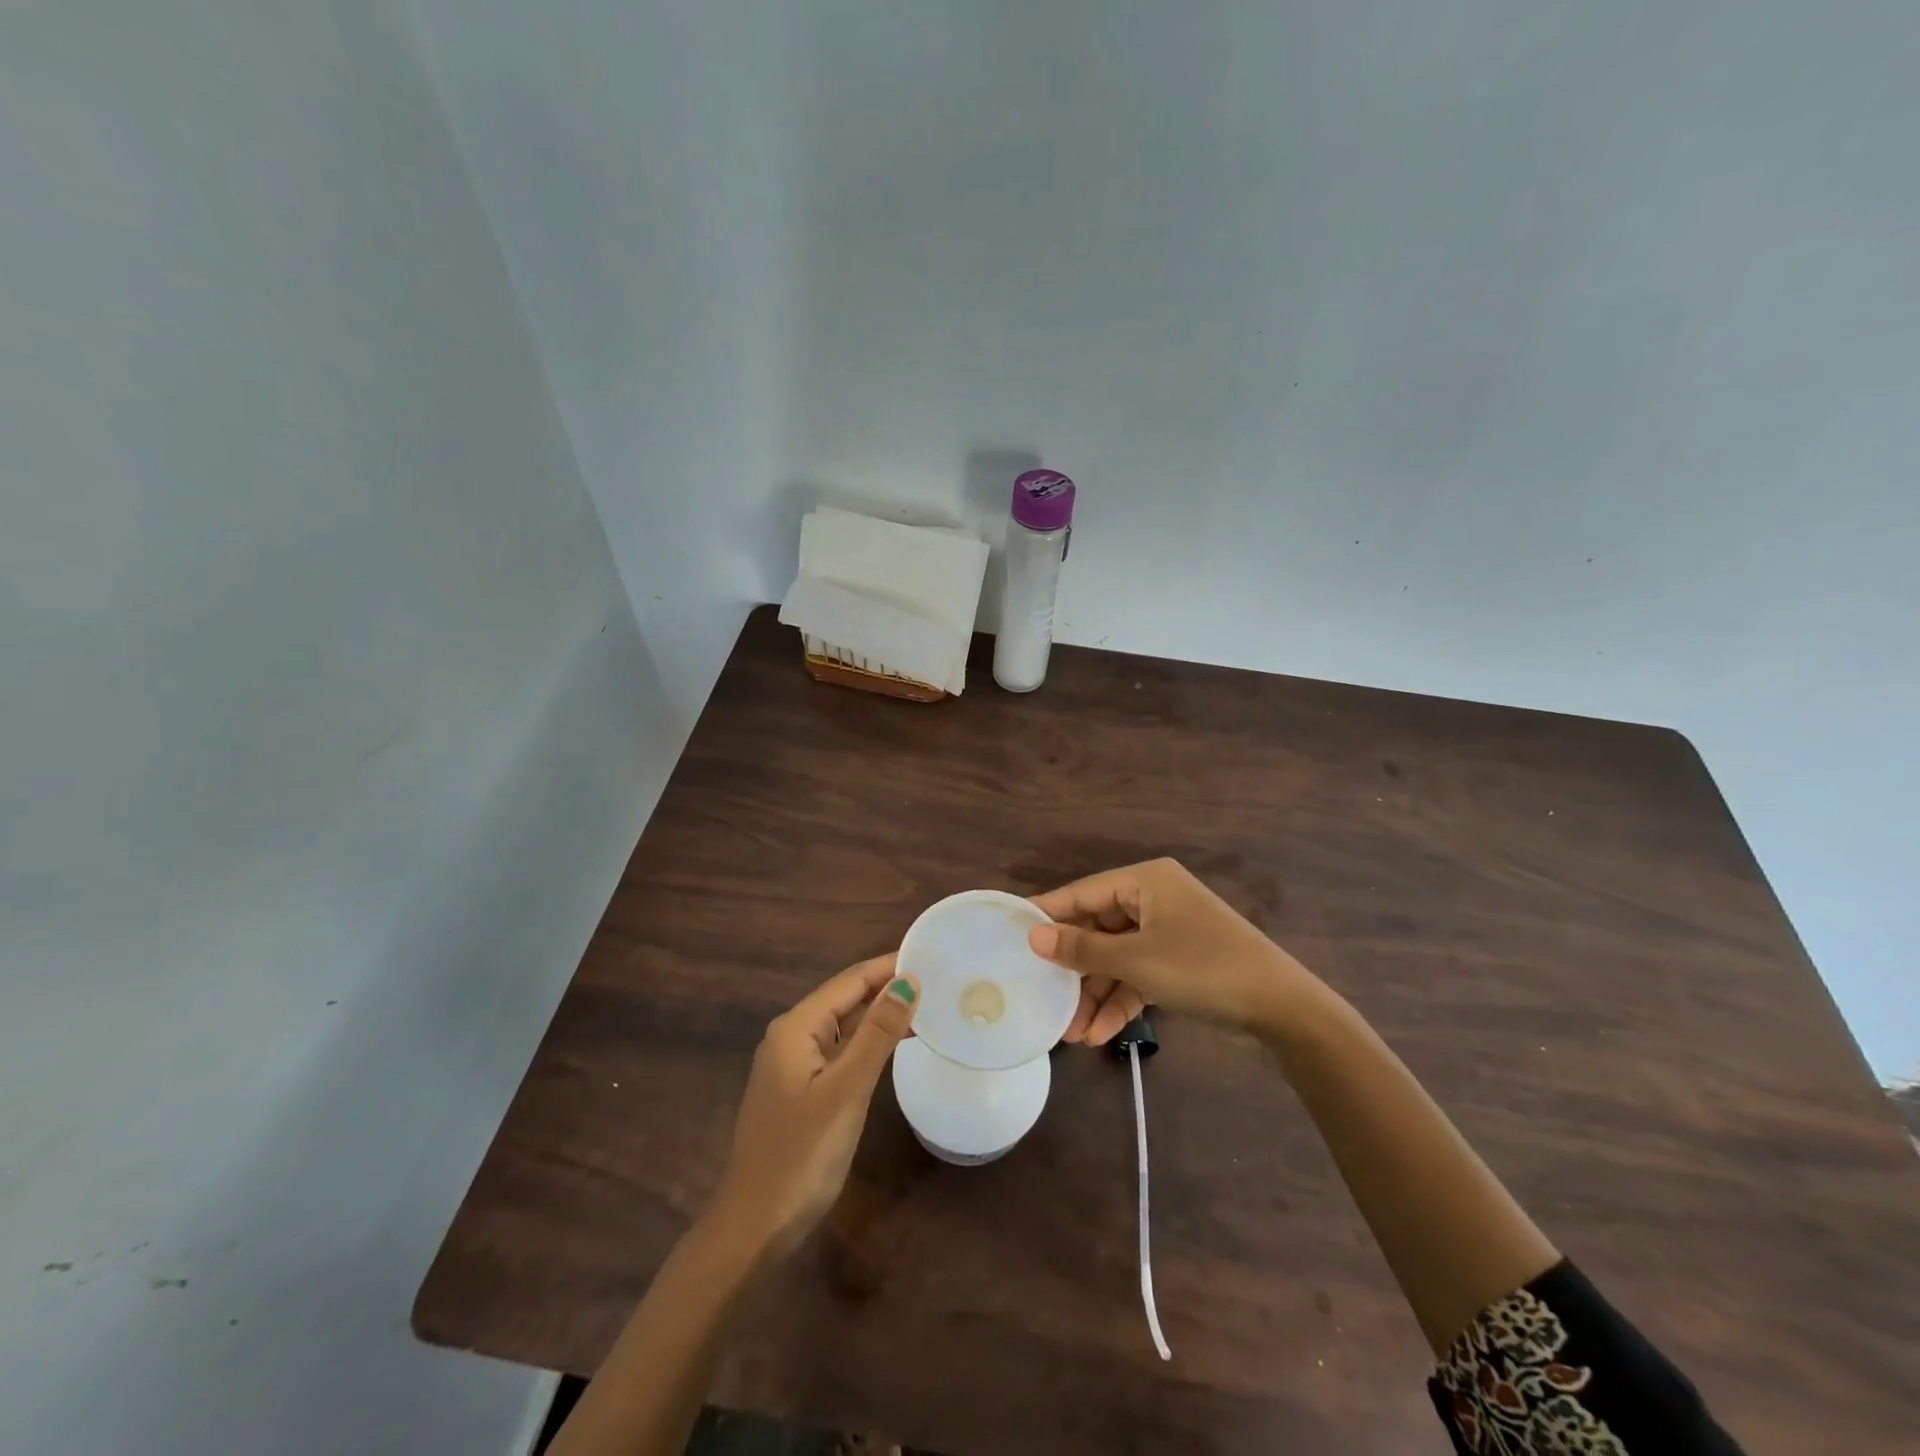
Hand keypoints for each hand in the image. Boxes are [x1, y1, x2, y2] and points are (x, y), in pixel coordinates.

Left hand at [708, 956, 918, 1255]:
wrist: (753, 1229)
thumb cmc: (801, 1155)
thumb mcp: (846, 1090)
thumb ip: (877, 1033)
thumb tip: (908, 981)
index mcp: (795, 1028)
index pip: (849, 981)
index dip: (889, 966)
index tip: (931, 956)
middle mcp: (791, 1037)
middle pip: (845, 999)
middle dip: (887, 987)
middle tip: (938, 979)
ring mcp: (794, 1066)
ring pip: (844, 1027)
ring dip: (880, 1015)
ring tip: (927, 1006)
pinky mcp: (801, 1091)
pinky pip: (840, 1052)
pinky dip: (868, 1044)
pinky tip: (895, 1046)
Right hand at [1028, 858, 1315, 1043]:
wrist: (1282, 1009)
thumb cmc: (1203, 968)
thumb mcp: (1137, 960)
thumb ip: (1082, 948)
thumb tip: (1033, 936)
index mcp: (1145, 881)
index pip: (1083, 892)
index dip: (1048, 913)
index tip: (1011, 933)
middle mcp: (1154, 899)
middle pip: (1098, 928)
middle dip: (1074, 970)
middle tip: (1043, 997)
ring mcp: (1168, 931)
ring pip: (1116, 957)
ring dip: (1095, 993)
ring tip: (1071, 1033)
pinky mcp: (1179, 961)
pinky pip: (1138, 974)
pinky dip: (1121, 1000)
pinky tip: (1100, 1034)